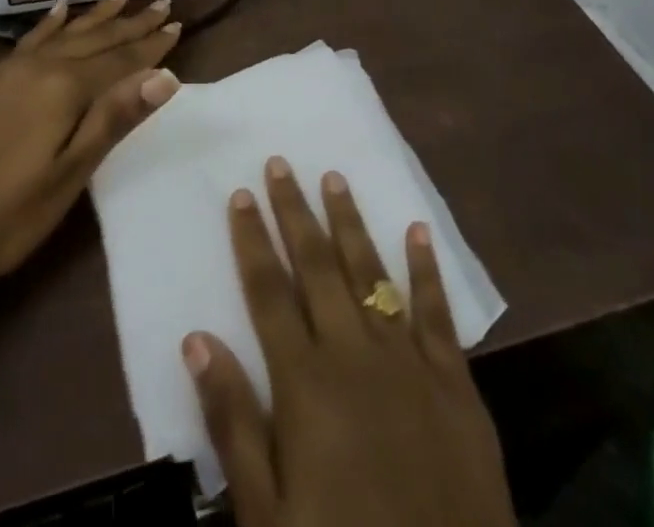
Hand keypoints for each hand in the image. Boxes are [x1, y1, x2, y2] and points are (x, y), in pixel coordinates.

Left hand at [0, 0, 180, 300]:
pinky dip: (51, 23)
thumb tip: (165, 76)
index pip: (120, 60)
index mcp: (64, 88)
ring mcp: (11, 70)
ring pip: (66, 33)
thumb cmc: (6, 216)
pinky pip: (31, 38)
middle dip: (131, 24)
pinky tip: (59, 11)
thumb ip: (114, 119)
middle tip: (161, 2)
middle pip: (96, 40)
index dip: (151, 46)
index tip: (178, 24)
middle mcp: (40, 67)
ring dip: (96, 15)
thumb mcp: (68, 175)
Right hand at [185, 159, 516, 526]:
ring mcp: (409, 364)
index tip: (241, 193)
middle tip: (280, 162)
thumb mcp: (268, 518)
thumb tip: (197, 338)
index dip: (252, 240)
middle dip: (295, 211)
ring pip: (370, 273)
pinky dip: (426, 268)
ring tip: (334, 176)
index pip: (268, 292)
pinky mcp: (457, 385)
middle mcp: (354, 355)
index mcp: (305, 384)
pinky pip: (438, 312)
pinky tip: (417, 229)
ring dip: (349, 222)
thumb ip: (233, 423)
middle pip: (316, 266)